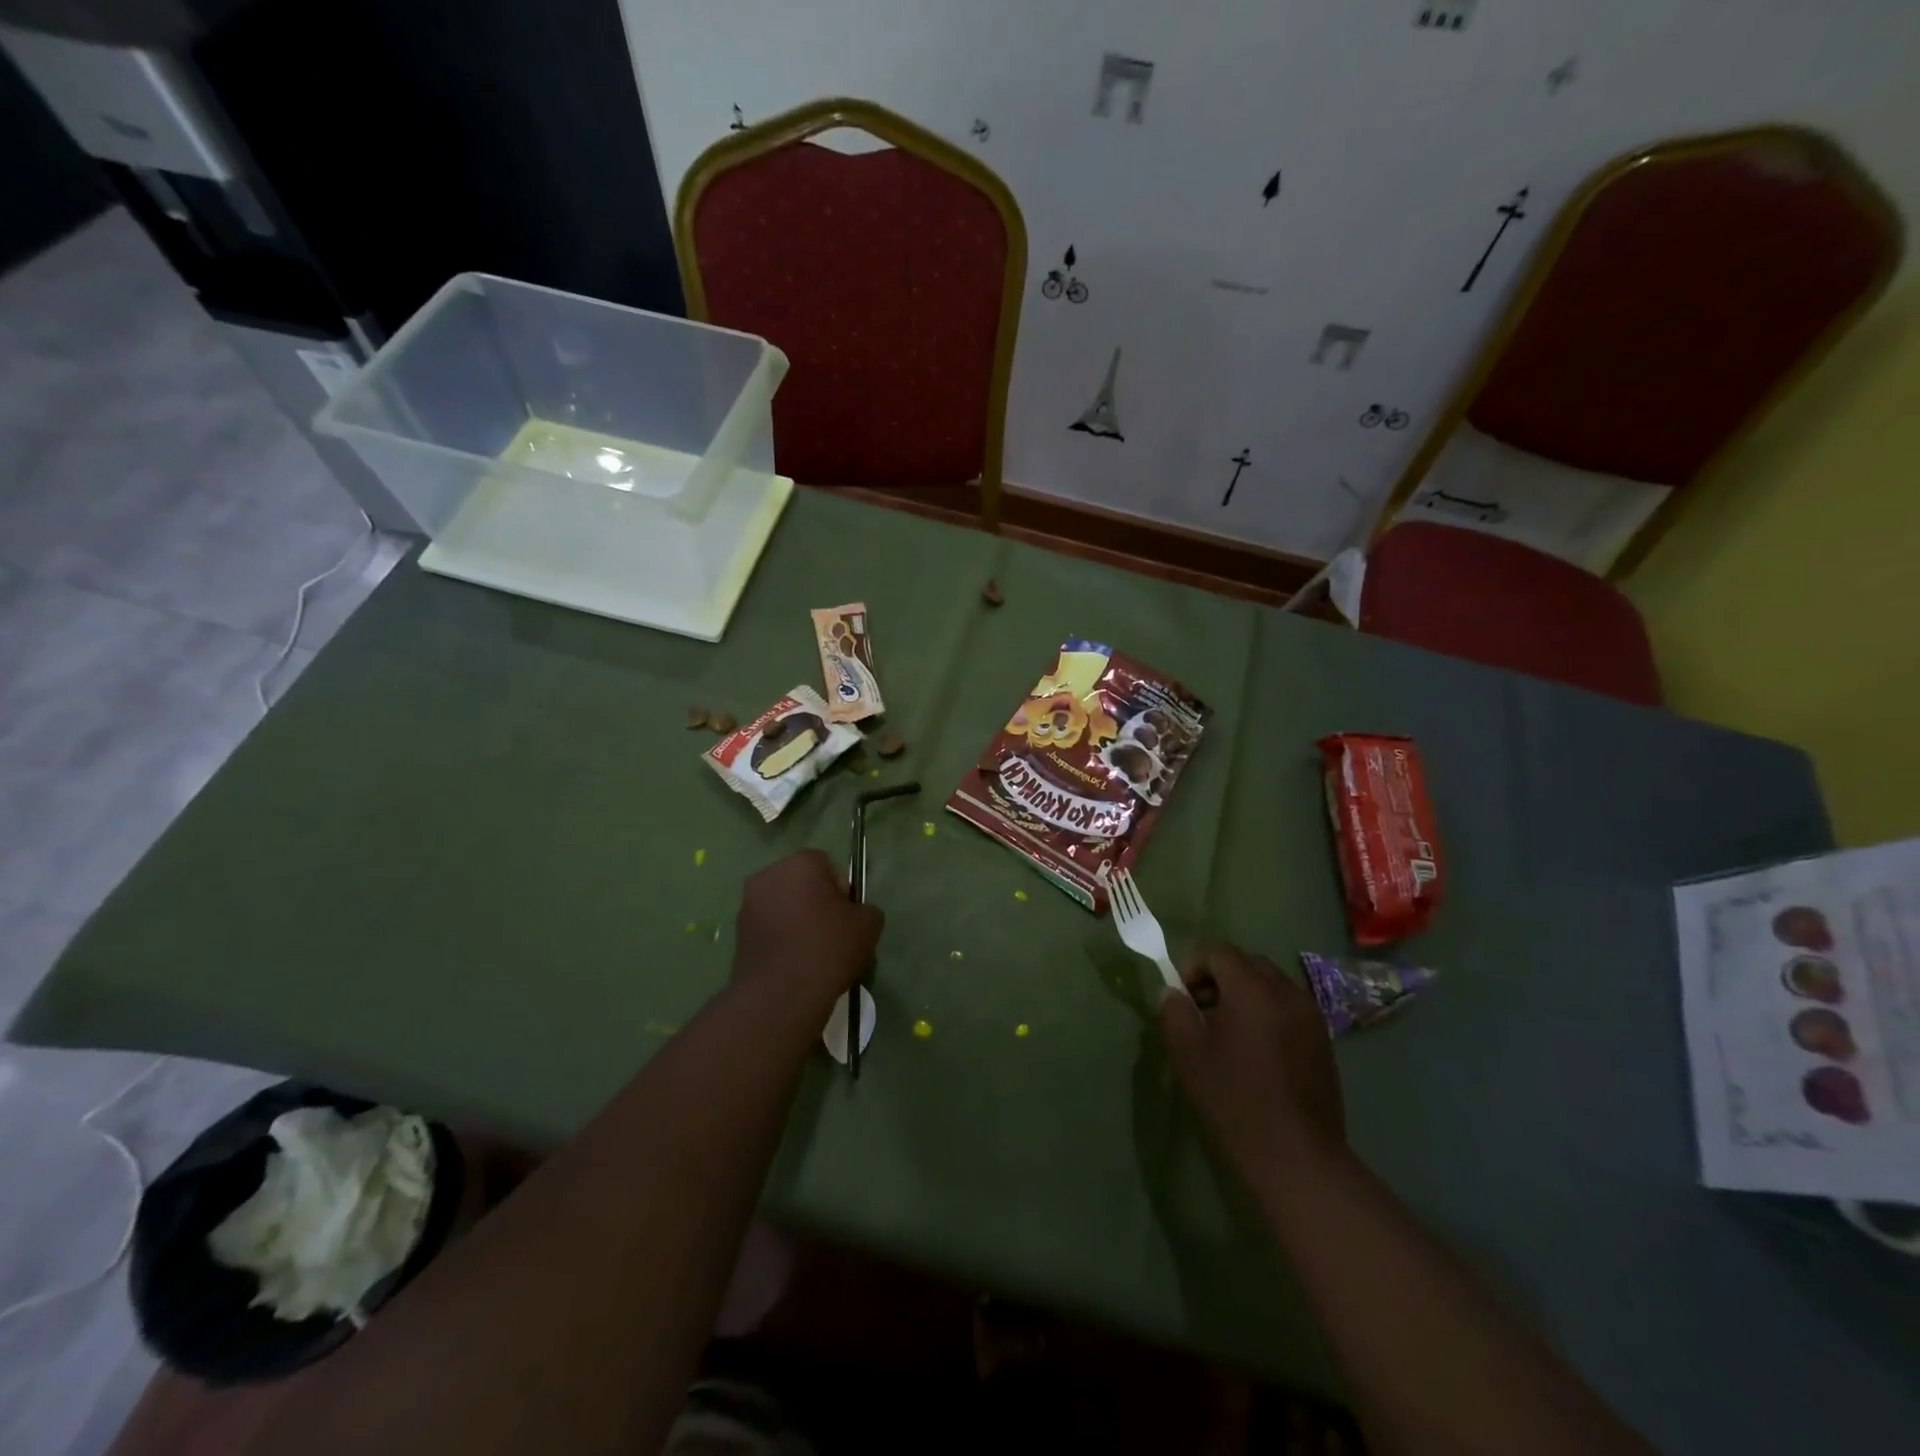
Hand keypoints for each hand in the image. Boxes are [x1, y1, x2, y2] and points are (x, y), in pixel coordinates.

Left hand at [732, 849, 882, 1009]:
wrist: (781, 995)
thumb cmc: (828, 948)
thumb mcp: (869, 925)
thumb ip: (866, 910)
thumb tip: (855, 914)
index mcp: (800, 864)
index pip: (827, 866)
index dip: (841, 891)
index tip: (847, 918)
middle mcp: (768, 876)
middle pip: (801, 884)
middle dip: (816, 903)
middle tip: (833, 934)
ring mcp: (748, 905)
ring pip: (783, 907)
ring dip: (797, 921)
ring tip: (813, 953)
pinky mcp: (737, 935)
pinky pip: (769, 929)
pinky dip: (781, 939)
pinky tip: (795, 964)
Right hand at [1157, 944, 1347, 1189]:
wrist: (1297, 1156)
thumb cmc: (1235, 1100)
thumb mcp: (1188, 1054)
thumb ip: (1174, 1012)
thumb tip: (1174, 993)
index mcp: (1253, 989)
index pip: (1219, 952)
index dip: (1194, 967)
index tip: (1183, 998)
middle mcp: (1287, 992)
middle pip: (1247, 963)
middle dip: (1220, 977)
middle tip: (1202, 1011)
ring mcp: (1311, 1015)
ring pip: (1270, 983)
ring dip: (1245, 993)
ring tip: (1229, 1032)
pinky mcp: (1323, 1039)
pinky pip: (1288, 1006)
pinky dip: (1267, 1011)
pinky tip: (1257, 1050)